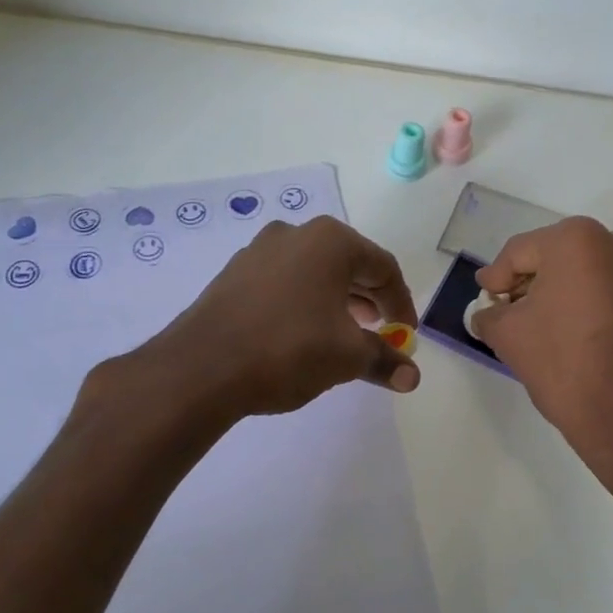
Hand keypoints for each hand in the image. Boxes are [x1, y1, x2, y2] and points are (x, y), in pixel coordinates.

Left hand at [134, 216, 421, 417]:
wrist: (200, 369)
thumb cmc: (288, 349)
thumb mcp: (347, 357)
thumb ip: (384, 361)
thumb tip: (412, 377)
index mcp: (330, 241)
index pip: (383, 267)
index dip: (401, 303)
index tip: (406, 335)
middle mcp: (295, 234)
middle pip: (348, 264)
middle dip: (369, 300)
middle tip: (380, 332)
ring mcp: (259, 251)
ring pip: (314, 272)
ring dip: (337, 301)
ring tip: (344, 335)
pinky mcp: (233, 275)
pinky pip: (284, 283)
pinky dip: (304, 303)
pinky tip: (302, 334)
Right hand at [472, 218, 612, 481]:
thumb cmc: (562, 363)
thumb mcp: (507, 334)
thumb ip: (489, 313)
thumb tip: (488, 312)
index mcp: (578, 239)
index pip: (520, 252)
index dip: (496, 277)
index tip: (485, 296)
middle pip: (557, 256)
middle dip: (531, 281)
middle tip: (508, 309)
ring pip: (588, 272)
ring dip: (562, 291)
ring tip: (542, 322)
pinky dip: (591, 302)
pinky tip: (575, 331)